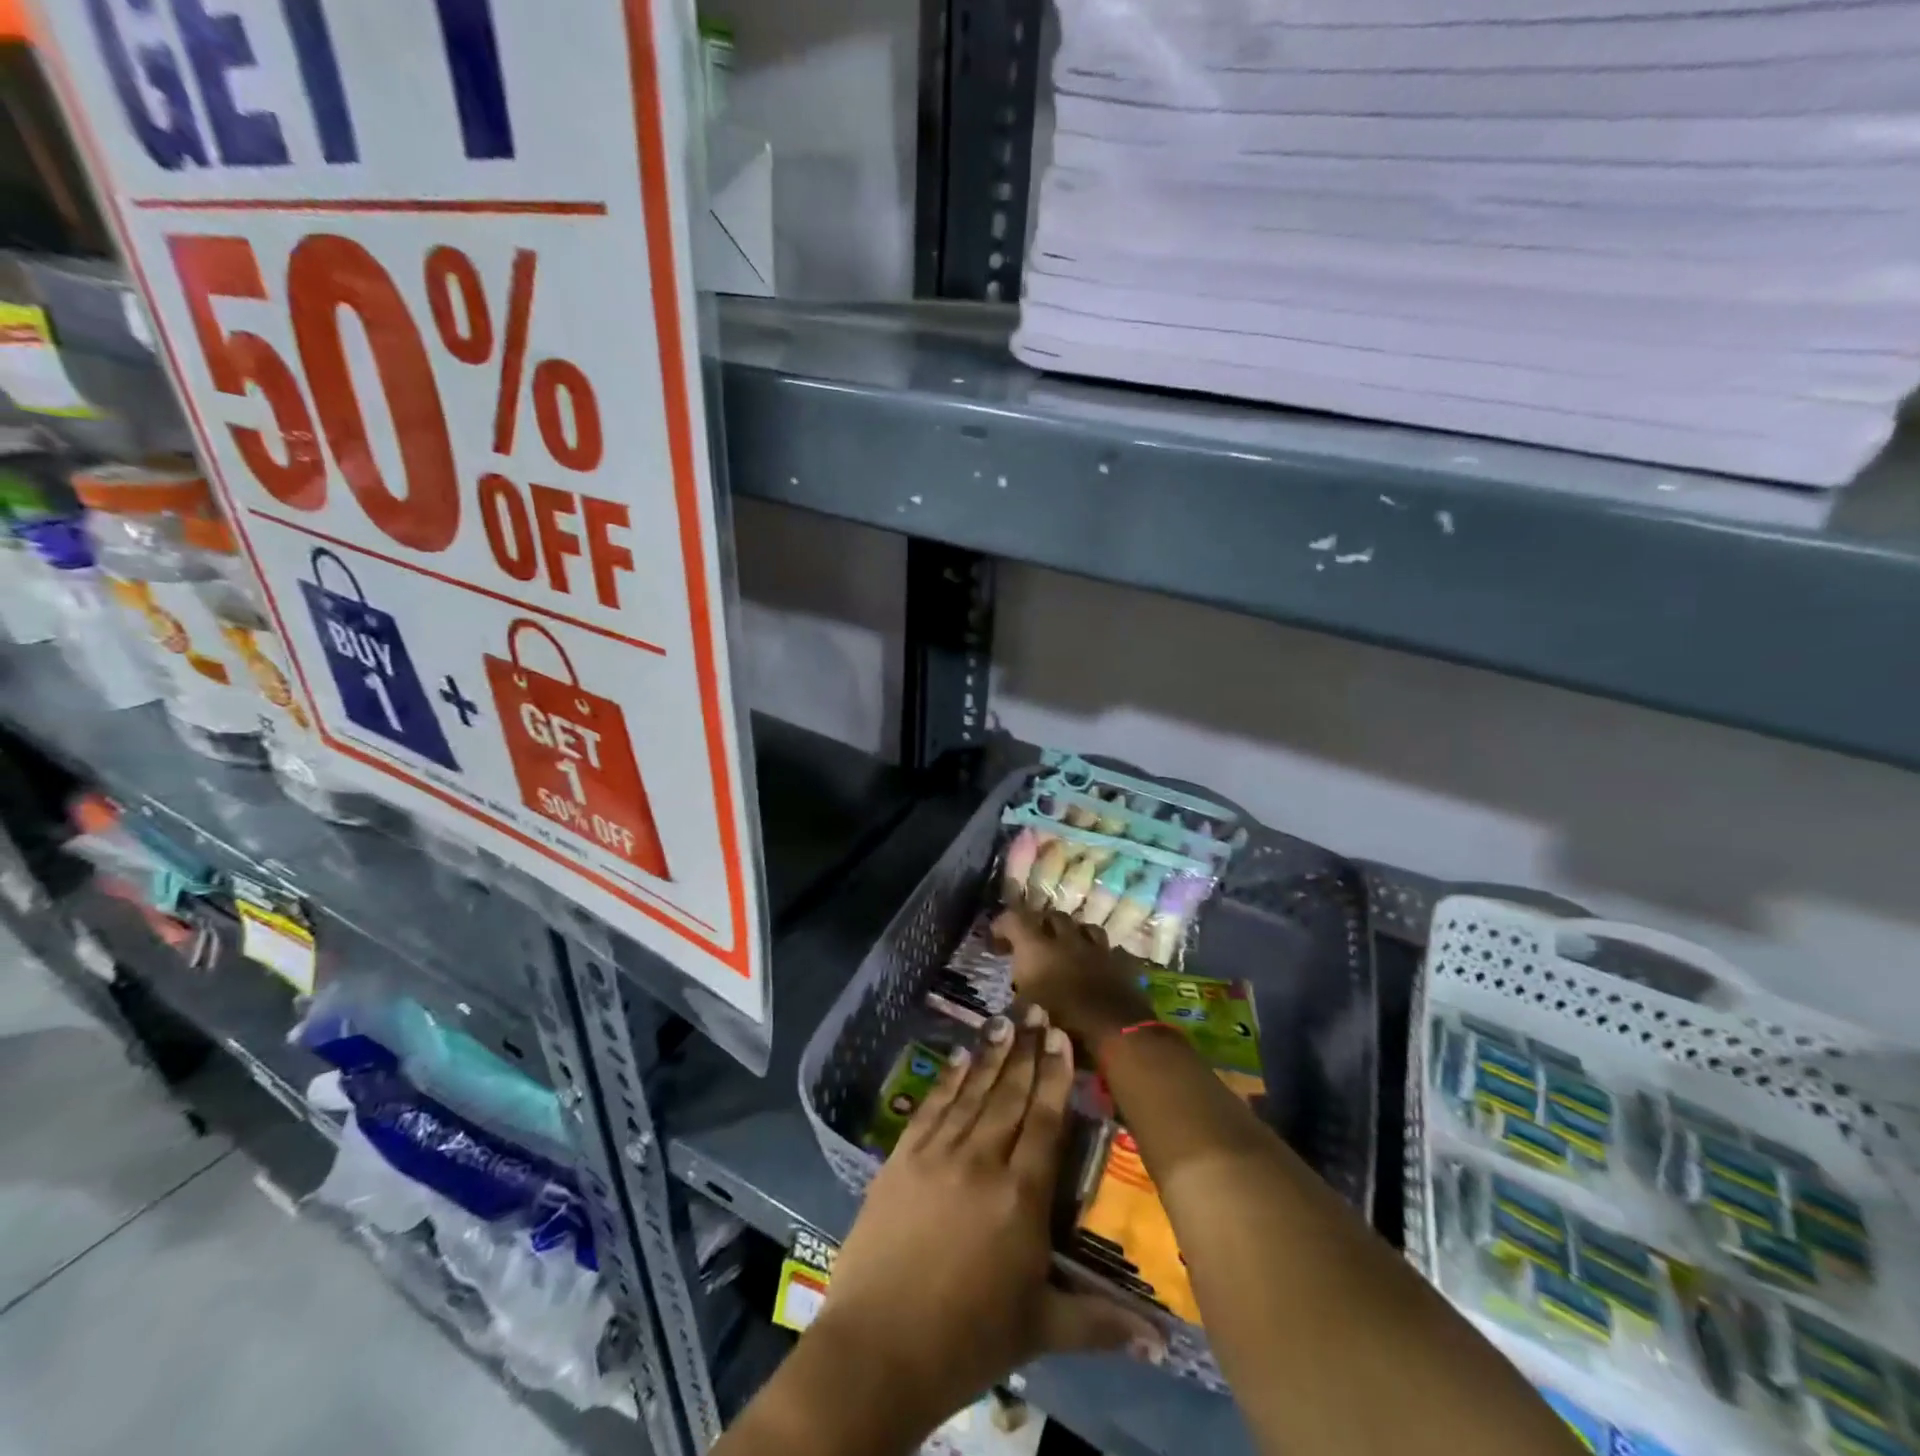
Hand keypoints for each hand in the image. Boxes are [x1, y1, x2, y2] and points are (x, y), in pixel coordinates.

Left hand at [812, 1010, 1157, 1430]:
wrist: (878, 1350)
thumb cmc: (969, 1340)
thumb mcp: (1041, 1330)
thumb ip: (1101, 1322)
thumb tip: (1164, 1343)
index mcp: (1021, 1197)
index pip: (1045, 1122)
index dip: (1055, 1075)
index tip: (1062, 1036)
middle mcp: (982, 1161)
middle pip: (1010, 1095)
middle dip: (1027, 1050)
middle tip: (1037, 1009)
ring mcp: (938, 1155)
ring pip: (973, 1093)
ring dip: (991, 1054)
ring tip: (1005, 1020)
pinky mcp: (902, 1159)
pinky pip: (932, 1107)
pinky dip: (949, 1079)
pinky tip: (960, 1056)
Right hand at [993, 908, 1154, 1053]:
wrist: (1116, 1032)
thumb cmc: (1064, 1025)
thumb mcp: (1027, 1015)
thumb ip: (1018, 999)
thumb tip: (1015, 998)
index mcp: (1037, 948)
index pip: (1014, 918)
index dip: (1002, 925)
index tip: (995, 941)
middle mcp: (1066, 939)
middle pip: (1051, 916)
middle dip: (1039, 925)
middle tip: (1031, 943)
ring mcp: (1097, 948)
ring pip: (1082, 926)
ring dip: (1071, 933)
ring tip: (1066, 947)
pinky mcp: (1120, 962)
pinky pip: (1107, 948)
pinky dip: (1097, 952)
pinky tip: (1094, 963)